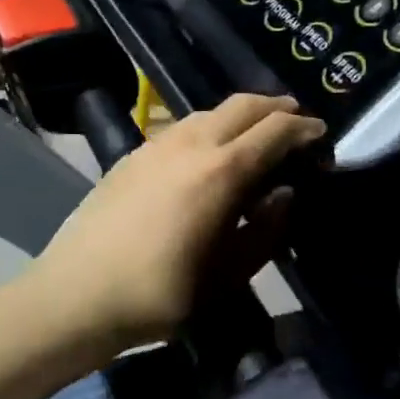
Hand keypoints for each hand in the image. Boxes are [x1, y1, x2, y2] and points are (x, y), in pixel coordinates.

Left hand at [33, 94, 325, 345]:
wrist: (77, 294)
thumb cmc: (161, 293)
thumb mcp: (228, 274)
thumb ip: (266, 230)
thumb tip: (285, 193)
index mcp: (221, 171)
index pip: (275, 130)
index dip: (304, 129)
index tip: (322, 135)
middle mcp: (192, 144)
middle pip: (243, 104)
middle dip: (276, 107)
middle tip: (296, 122)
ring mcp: (157, 144)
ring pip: (210, 112)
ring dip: (240, 115)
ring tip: (254, 136)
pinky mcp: (133, 153)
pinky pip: (182, 127)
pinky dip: (209, 128)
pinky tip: (207, 154)